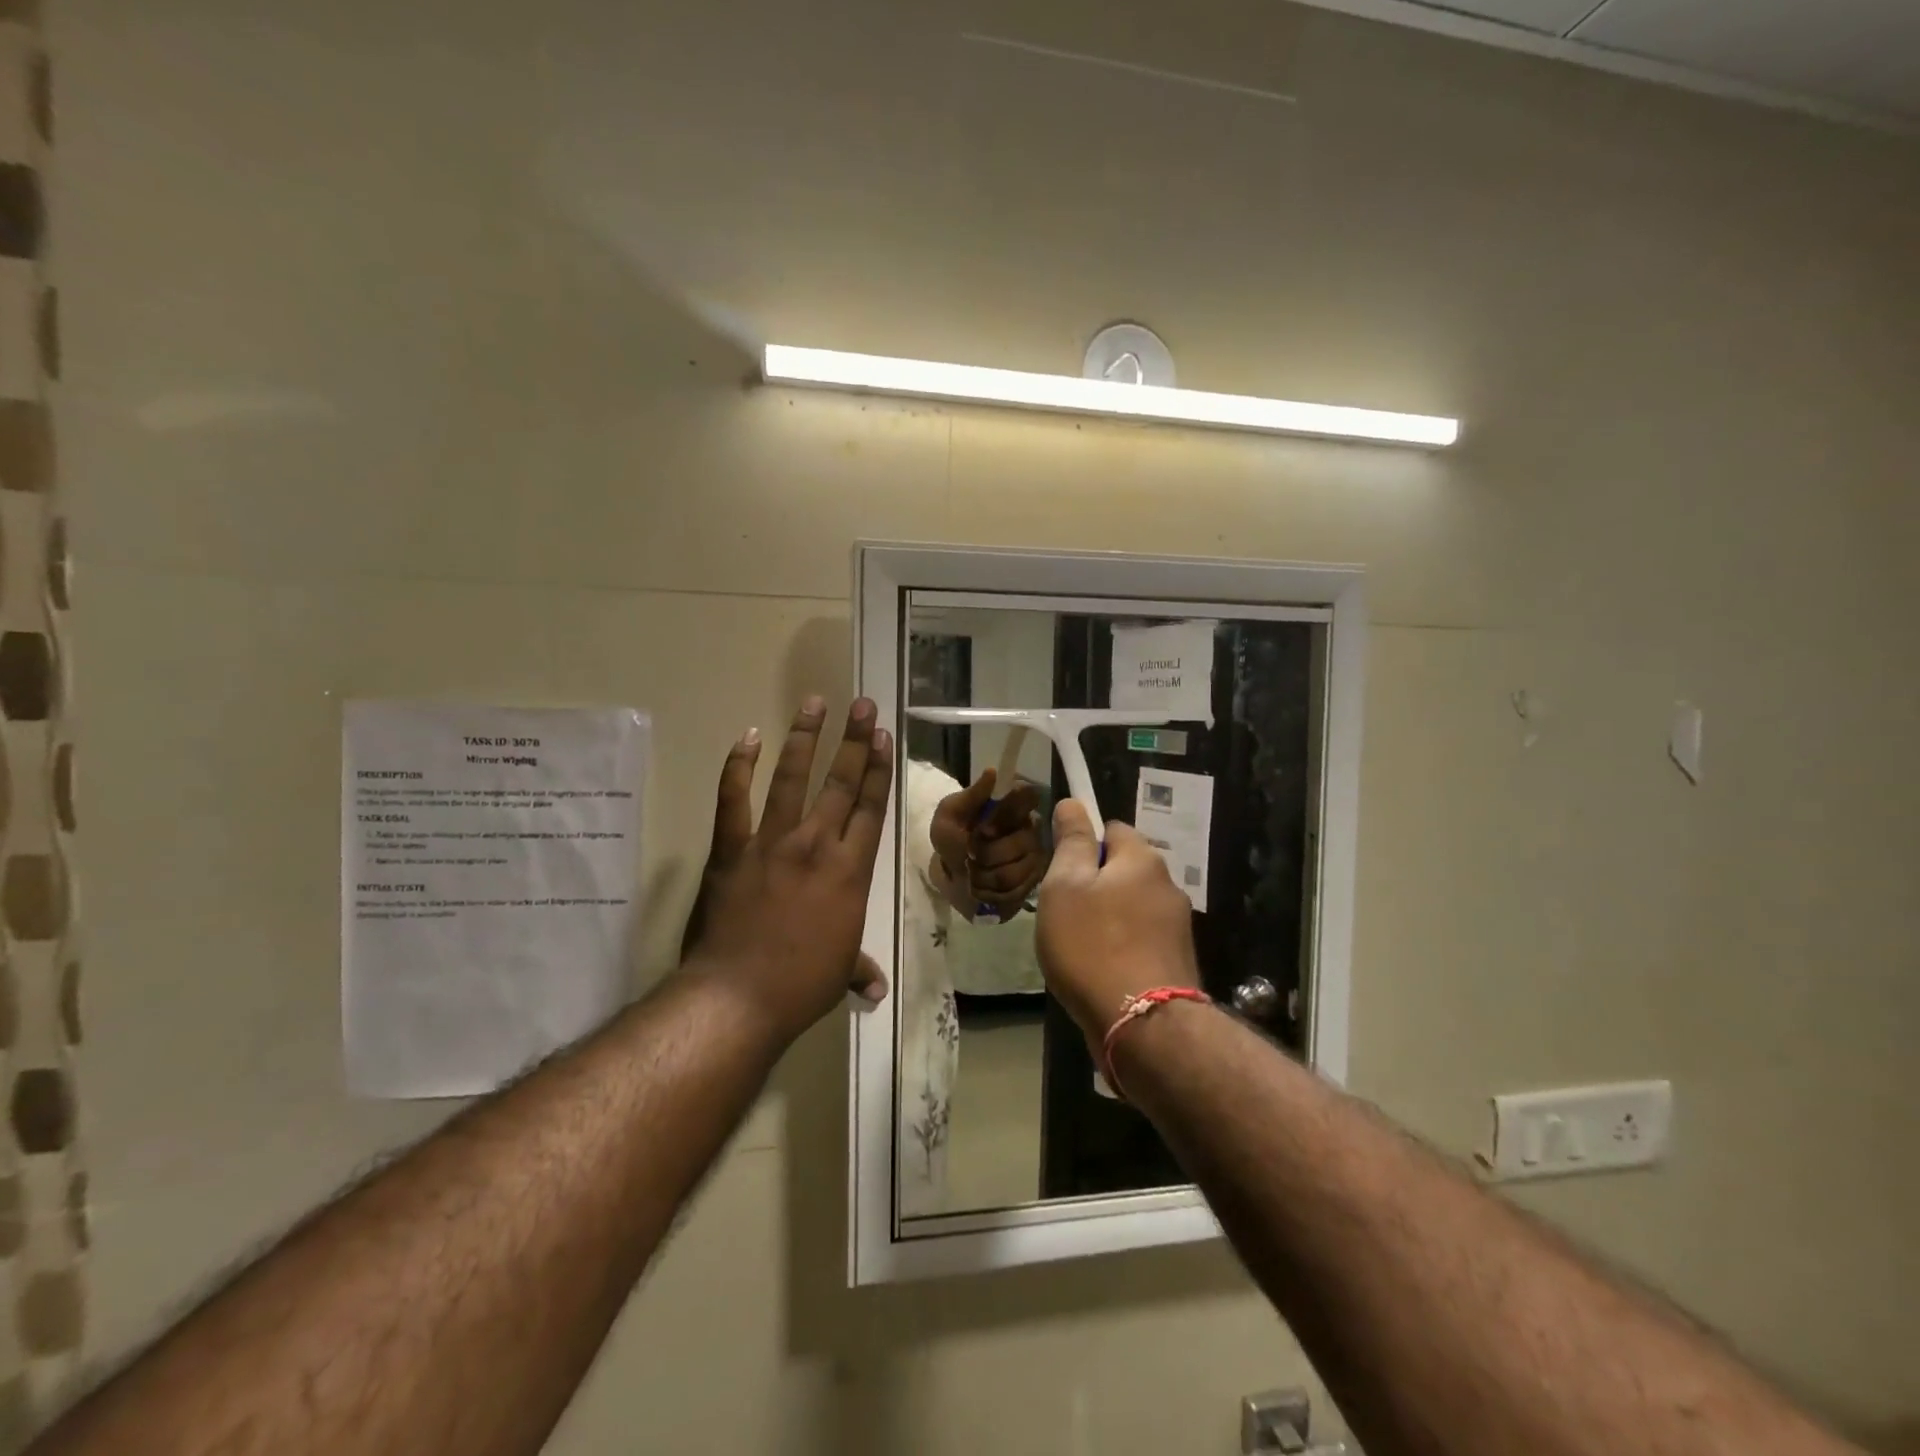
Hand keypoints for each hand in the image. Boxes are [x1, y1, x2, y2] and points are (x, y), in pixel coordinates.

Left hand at [680, 696, 892, 1043]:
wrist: (738, 995)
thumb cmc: (800, 985)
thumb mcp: (838, 973)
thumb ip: (858, 968)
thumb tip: (875, 989)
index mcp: (851, 870)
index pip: (870, 807)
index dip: (880, 769)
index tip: (884, 736)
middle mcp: (816, 844)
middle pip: (841, 782)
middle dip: (856, 740)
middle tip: (863, 705)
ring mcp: (771, 842)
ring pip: (793, 778)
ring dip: (805, 737)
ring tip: (815, 702)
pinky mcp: (731, 849)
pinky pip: (734, 799)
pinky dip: (738, 766)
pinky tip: (747, 737)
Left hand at [929, 770, 1049, 918]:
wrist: (951, 876)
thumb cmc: (952, 839)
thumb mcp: (949, 815)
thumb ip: (970, 796)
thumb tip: (992, 772)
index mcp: (1012, 805)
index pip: (1029, 797)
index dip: (1007, 815)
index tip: (984, 829)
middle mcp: (1031, 828)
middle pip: (1021, 841)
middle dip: (987, 853)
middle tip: (970, 854)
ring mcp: (1035, 856)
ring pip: (1015, 870)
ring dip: (985, 875)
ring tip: (973, 873)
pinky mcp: (1033, 883)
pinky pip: (1015, 891)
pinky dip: (990, 892)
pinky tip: (982, 887)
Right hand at [1034, 801, 1198, 1055]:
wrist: (1143, 1026)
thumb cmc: (1092, 945)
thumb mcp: (1065, 886)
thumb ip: (1072, 842)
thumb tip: (1074, 803)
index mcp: (1142, 859)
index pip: (1111, 828)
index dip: (1083, 843)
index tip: (1061, 870)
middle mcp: (1167, 884)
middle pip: (1123, 869)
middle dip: (1095, 884)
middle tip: (1063, 912)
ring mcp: (1177, 925)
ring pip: (1131, 906)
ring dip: (1107, 917)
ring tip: (1078, 947)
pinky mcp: (1177, 961)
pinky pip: (1140, 938)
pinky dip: (1120, 946)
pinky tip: (1101, 970)